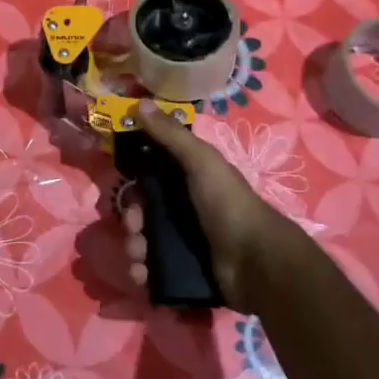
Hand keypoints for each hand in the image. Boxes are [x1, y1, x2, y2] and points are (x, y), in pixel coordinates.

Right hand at [122, 99, 303, 310]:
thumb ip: (170, 134)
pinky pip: (153, 269)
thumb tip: (140, 102)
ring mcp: (185, 240)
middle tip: (135, 228)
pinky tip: (142, 276)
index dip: (133, 179)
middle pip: (143, 209)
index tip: (122, 185)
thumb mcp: (200, 161)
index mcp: (188, 178)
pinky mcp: (184, 270)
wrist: (256, 262)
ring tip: (138, 258)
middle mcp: (184, 207)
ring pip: (144, 240)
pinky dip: (143, 272)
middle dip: (131, 219)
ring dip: (133, 247)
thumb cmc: (227, 203)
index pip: (150, 173)